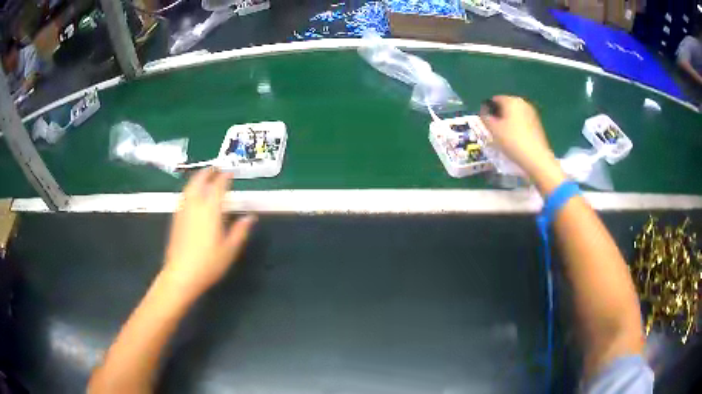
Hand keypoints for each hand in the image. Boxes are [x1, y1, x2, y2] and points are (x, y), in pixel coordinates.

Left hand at [162, 169, 256, 297]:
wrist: (181, 274)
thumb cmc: (208, 263)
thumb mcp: (230, 249)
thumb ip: (240, 230)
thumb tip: (250, 217)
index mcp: (211, 210)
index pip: (218, 186)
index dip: (224, 177)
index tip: (230, 172)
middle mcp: (195, 205)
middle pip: (199, 181)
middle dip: (208, 172)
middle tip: (215, 169)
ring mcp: (183, 211)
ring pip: (189, 187)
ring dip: (197, 178)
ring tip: (204, 177)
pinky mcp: (176, 218)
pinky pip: (184, 196)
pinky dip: (190, 189)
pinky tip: (192, 195)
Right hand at [480, 95, 564, 193]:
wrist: (536, 158)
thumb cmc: (512, 141)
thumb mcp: (493, 129)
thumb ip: (485, 118)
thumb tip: (484, 112)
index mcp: (511, 100)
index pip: (494, 100)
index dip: (488, 110)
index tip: (486, 123)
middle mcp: (522, 103)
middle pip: (506, 106)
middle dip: (499, 116)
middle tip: (494, 130)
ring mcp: (532, 113)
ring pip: (515, 115)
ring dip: (508, 122)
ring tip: (504, 137)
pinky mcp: (538, 124)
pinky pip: (523, 122)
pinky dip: (517, 128)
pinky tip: (515, 140)